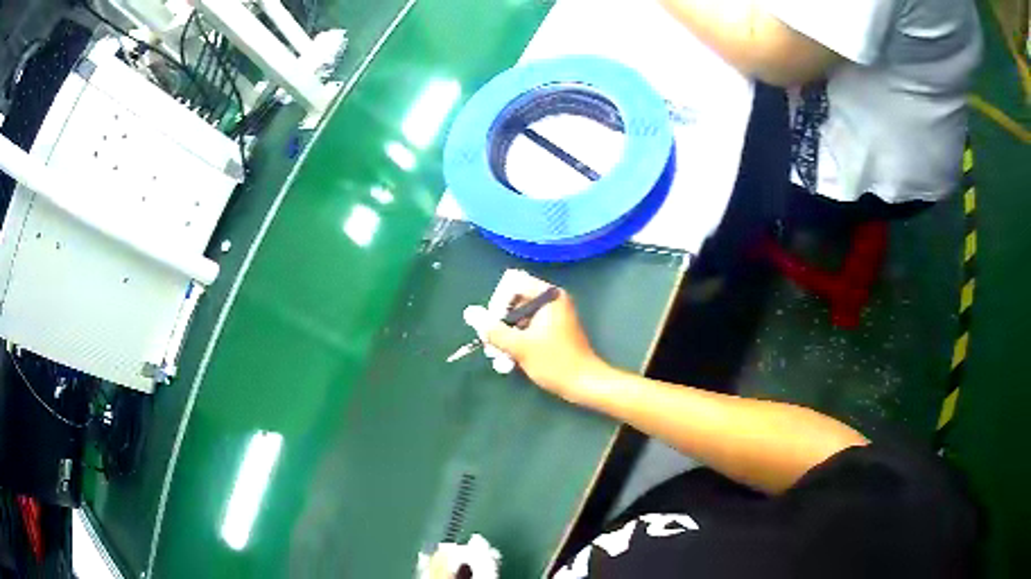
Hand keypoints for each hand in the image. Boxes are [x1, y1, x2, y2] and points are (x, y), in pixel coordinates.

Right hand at [484, 276, 604, 399]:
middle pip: (513, 302)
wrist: (584, 384)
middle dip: (499, 325)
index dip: (498, 303)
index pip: (512, 284)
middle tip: (491, 347)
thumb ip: (493, 329)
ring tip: (499, 359)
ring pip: (518, 319)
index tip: (494, 326)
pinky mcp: (552, 331)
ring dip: (505, 337)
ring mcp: (552, 316)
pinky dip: (517, 342)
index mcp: (549, 296)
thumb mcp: (520, 346)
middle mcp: (552, 300)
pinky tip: (509, 361)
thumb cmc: (555, 362)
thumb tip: (469, 313)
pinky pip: (528, 329)